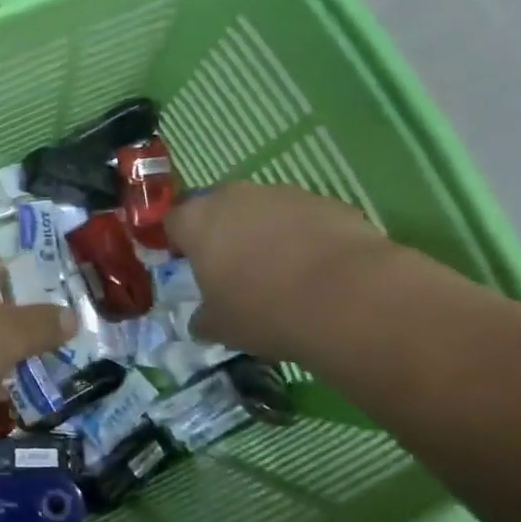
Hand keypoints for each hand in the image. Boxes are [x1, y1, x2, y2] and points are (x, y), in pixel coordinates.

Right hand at [165, 182, 394, 359]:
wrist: (347, 297)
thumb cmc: (264, 310)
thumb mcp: (221, 327)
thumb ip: (204, 318)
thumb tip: (202, 321)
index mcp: (198, 221)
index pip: (173, 221)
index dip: (178, 242)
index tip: (188, 265)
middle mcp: (235, 197)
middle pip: (218, 207)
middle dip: (222, 232)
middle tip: (234, 268)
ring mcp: (283, 194)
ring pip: (262, 209)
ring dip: (264, 232)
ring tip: (281, 272)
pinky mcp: (326, 201)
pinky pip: (302, 217)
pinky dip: (303, 236)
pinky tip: (318, 270)